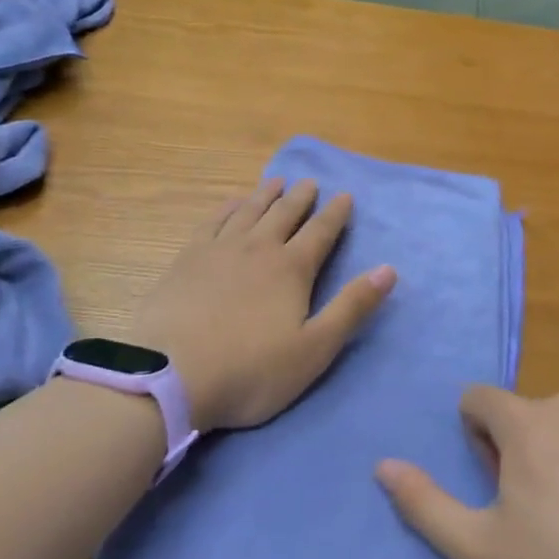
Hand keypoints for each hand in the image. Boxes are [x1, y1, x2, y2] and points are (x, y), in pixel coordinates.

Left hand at [131, 178, 395, 432]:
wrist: (170, 377)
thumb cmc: (251, 370)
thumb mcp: (314, 349)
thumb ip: (352, 307)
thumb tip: (388, 269)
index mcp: (292, 269)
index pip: (321, 232)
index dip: (335, 213)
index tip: (344, 196)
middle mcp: (259, 248)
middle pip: (285, 214)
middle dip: (301, 197)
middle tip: (310, 182)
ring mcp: (219, 250)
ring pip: (249, 211)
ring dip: (265, 195)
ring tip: (276, 182)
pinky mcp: (187, 259)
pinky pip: (213, 221)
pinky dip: (227, 207)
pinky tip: (231, 203)